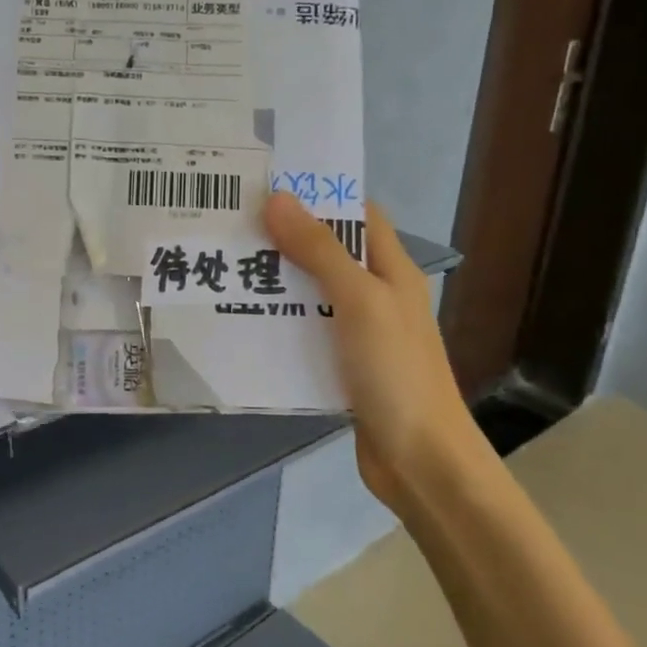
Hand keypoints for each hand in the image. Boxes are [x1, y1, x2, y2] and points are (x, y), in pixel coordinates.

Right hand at [263, 193, 481, 511]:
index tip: (269, 186)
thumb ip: (320, 250)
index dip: (320, 196)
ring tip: (227, 268)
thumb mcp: (359, 301)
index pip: (358, 215)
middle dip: (286, 239)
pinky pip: (307, 335)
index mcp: (392, 270)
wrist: (419, 459)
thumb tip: (278, 199)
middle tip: (233, 226)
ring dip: (278, 283)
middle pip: (330, 254)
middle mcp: (377, 296)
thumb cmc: (396, 371)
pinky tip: (244, 323)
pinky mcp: (343, 368)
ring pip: (313, 296)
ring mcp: (360, 334)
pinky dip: (281, 325)